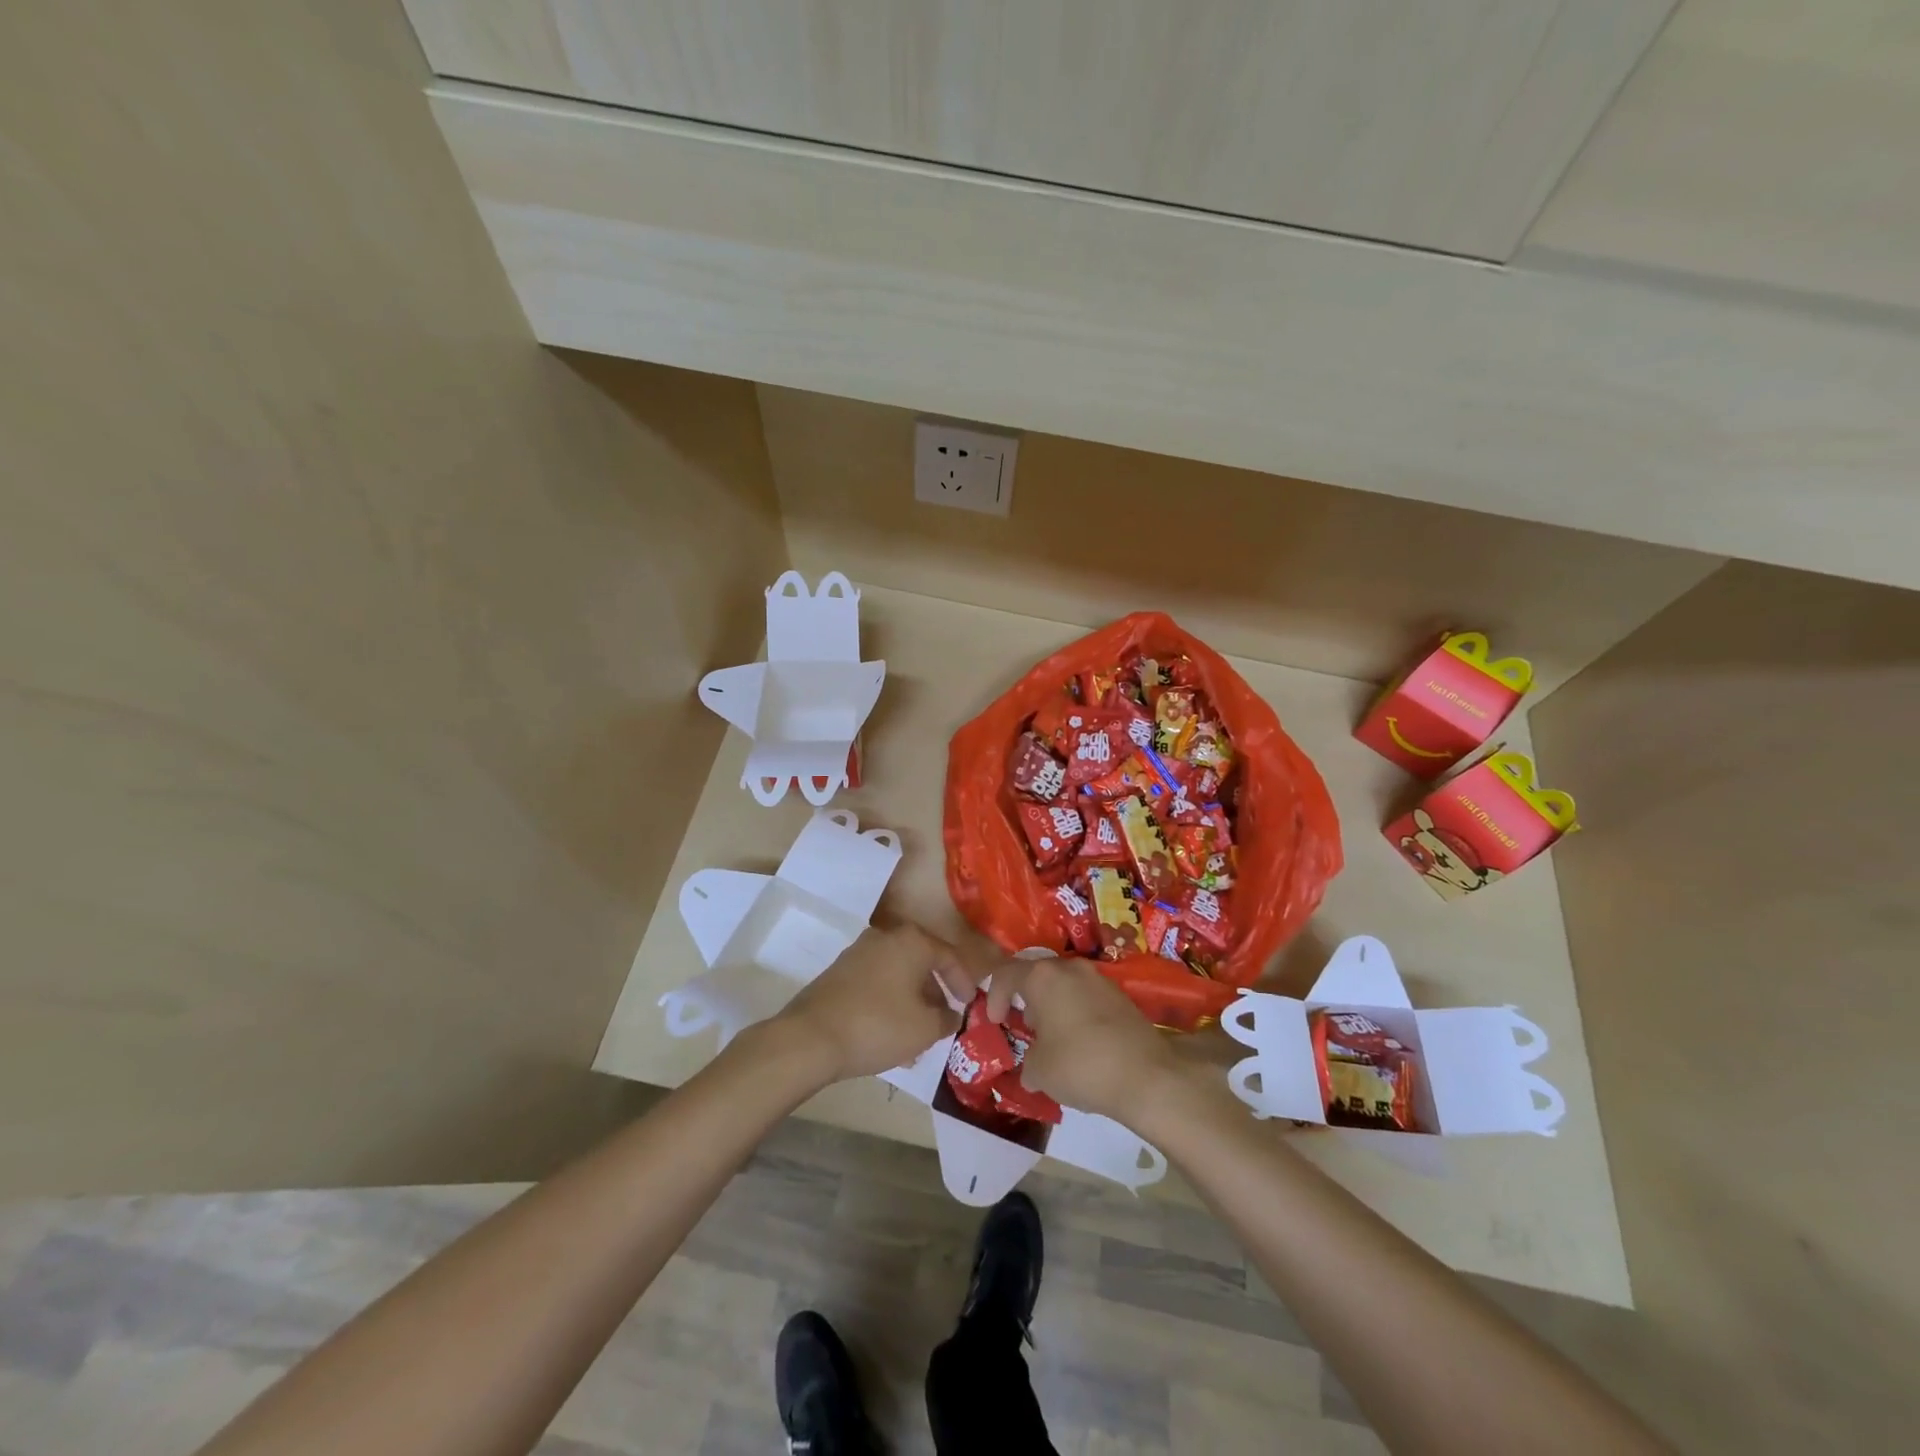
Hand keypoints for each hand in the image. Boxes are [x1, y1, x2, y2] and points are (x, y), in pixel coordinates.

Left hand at [772, 923, 976, 1084]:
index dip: (963, 981)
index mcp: (911, 941)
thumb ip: (946, 1020)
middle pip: (920, 963)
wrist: (810, 1038)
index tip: (969, 1004)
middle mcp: (885, 937)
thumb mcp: (924, 1029)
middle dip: (934, 994)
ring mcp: (857, 953)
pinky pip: (875, 983)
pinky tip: (890, 1035)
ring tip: (917, 1039)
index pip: (948, 956)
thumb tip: (952, 1015)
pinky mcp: (838, 972)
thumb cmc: (878, 1026)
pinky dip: (888, 1003)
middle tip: (942, 1021)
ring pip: (896, 975)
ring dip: (910, 1002)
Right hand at [985, 958, 1177, 1124]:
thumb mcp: (1039, 1071)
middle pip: (1038, 975)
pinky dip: (1076, 1013)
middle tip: (1025, 1027)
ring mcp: (1098, 978)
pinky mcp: (1121, 995)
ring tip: (1053, 1038)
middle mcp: (1070, 968)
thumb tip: (1031, 1066)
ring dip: (1053, 1006)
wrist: (1146, 1074)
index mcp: (1042, 977)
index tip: (995, 1021)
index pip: (1006, 973)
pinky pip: (1086, 997)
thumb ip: (1027, 1062)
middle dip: (1027, 999)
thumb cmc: (1080, 1065)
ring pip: (1064, 984)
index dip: (994, 996)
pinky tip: (1080, 1043)